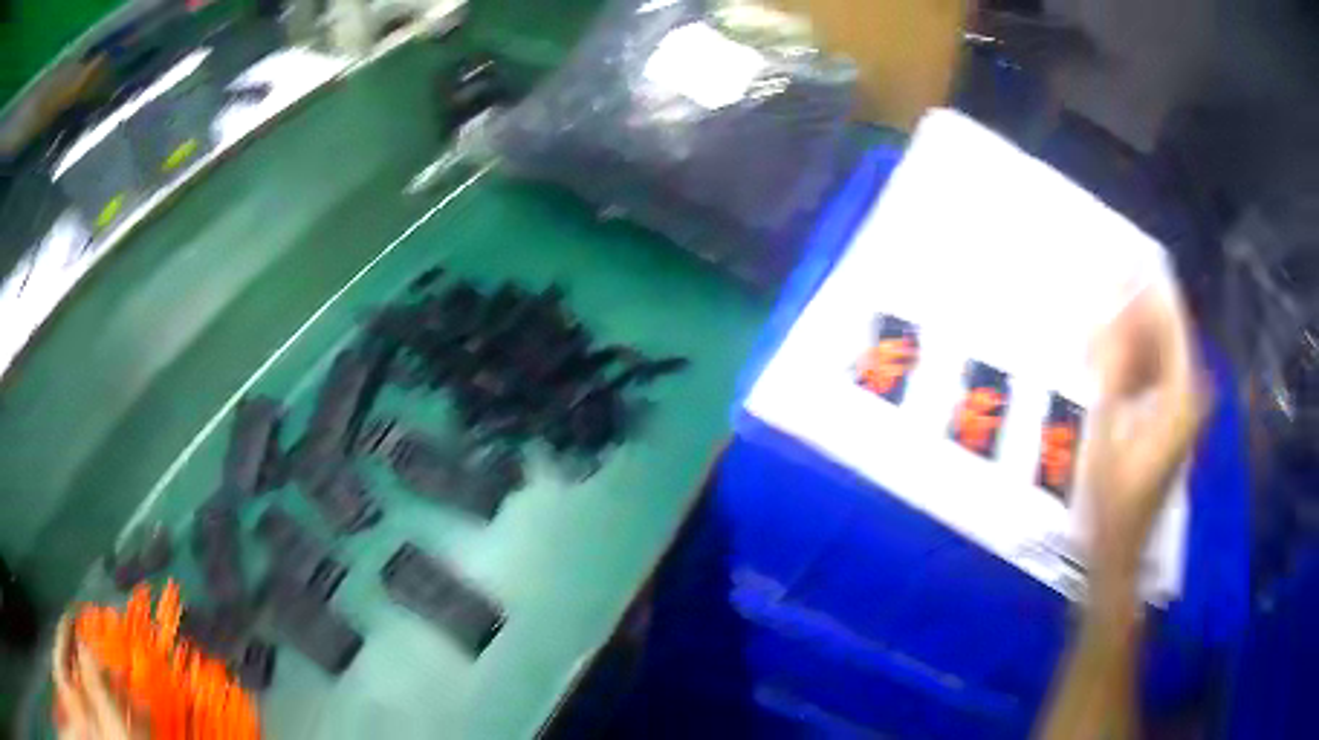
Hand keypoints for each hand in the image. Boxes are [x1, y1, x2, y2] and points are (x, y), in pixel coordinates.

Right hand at [1083, 284, 1207, 596]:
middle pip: (1165, 330)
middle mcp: (1192, 391)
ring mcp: (1184, 405)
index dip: (1143, 286)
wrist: (1120, 553)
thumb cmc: (1113, 502)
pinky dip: (1132, 358)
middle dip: (1132, 308)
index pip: (1170, 318)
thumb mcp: (1107, 432)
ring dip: (1129, 333)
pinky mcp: (1173, 416)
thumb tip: (1109, 308)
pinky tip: (1106, 359)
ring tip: (1094, 322)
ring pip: (1159, 349)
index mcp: (1183, 392)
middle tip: (1096, 290)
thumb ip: (1112, 367)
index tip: (1114, 257)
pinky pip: (1155, 370)